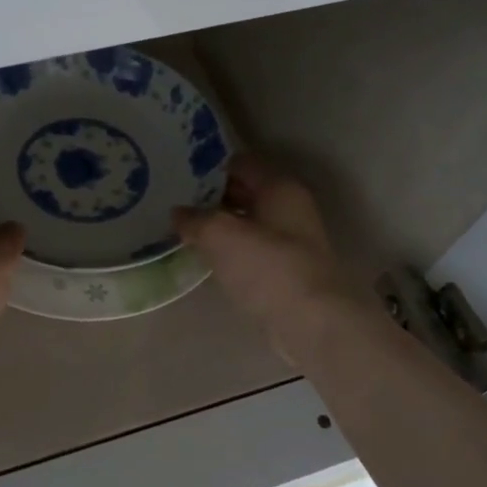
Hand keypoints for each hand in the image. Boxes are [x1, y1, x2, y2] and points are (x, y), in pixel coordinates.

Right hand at [173, 154, 361, 354]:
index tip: (179, 176)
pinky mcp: (286, 271)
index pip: (240, 163)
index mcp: (279, 187)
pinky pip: (251, 251)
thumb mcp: (220, 234)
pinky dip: (230, 251)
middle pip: (245, 192)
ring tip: (184, 231)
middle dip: (211, 197)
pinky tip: (207, 259)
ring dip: (219, 226)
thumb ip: (194, 219)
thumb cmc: (267, 267)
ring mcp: (290, 241)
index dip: (209, 168)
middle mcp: (289, 208)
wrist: (311, 322)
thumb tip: (178, 213)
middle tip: (175, 203)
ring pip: (247, 223)